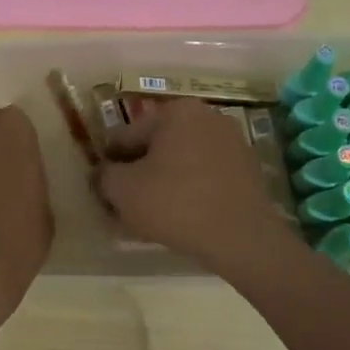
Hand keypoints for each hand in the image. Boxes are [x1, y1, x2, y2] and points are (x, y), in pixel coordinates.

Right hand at [95, 98, 295, 271]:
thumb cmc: (175, 204)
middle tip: (125, 207)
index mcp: (176, 111)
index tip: (103, 192)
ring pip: (180, 163)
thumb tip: (103, 173)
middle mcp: (206, 116)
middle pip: (155, 147)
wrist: (242, 238)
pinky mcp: (246, 169)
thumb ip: (104, 175)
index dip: (109, 165)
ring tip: (151, 217)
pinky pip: (204, 176)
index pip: (125, 136)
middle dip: (138, 174)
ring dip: (162, 184)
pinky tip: (180, 218)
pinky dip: (188, 191)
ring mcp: (231, 142)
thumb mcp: (123, 190)